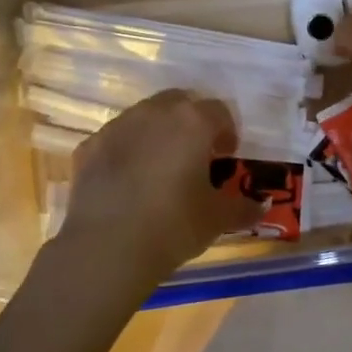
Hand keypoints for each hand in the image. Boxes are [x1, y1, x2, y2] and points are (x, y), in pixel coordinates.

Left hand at [42, 91, 261, 307]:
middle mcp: (154, 112)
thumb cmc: (173, 226)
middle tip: (195, 156)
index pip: (219, 111)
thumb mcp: (217, 220)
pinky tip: (128, 184)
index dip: (227, 132)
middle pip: (180, 103)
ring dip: (158, 133)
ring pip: (145, 117)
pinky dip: (127, 152)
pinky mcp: (89, 146)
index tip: (226, 158)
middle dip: (191, 123)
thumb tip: (262, 206)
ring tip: (160, 169)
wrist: (106, 248)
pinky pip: (117, 140)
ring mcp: (117, 126)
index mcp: (192, 121)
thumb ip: (243, 208)